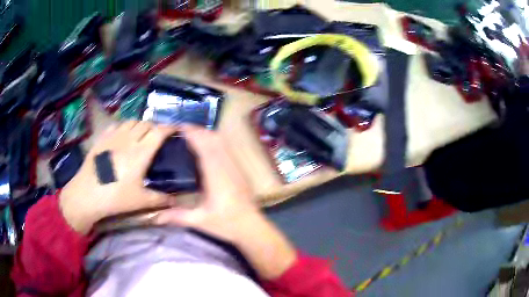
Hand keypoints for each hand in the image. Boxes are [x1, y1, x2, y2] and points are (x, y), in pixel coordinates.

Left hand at [59, 121, 176, 234]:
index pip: (159, 132)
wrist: (88, 193)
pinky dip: (124, 127)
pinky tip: (122, 136)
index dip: (169, 128)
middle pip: (146, 123)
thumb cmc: (116, 197)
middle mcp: (129, 139)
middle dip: (155, 126)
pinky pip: (117, 125)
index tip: (176, 129)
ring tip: (141, 135)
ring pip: (132, 121)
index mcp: (141, 152)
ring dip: (140, 125)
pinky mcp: (103, 138)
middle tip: (158, 137)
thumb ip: (160, 200)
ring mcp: (114, 137)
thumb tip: (176, 202)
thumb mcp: (140, 201)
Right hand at [155, 125, 295, 279]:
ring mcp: (235, 167)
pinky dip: (216, 142)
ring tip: (193, 136)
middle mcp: (227, 166)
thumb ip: (177, 216)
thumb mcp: (199, 221)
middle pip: (213, 139)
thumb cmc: (226, 224)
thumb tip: (155, 217)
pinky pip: (227, 149)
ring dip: (208, 134)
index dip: (193, 133)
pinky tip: (208, 148)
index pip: (204, 146)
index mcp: (215, 175)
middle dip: (198, 131)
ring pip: (222, 142)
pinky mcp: (240, 170)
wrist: (252, 228)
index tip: (180, 127)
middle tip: (182, 131)